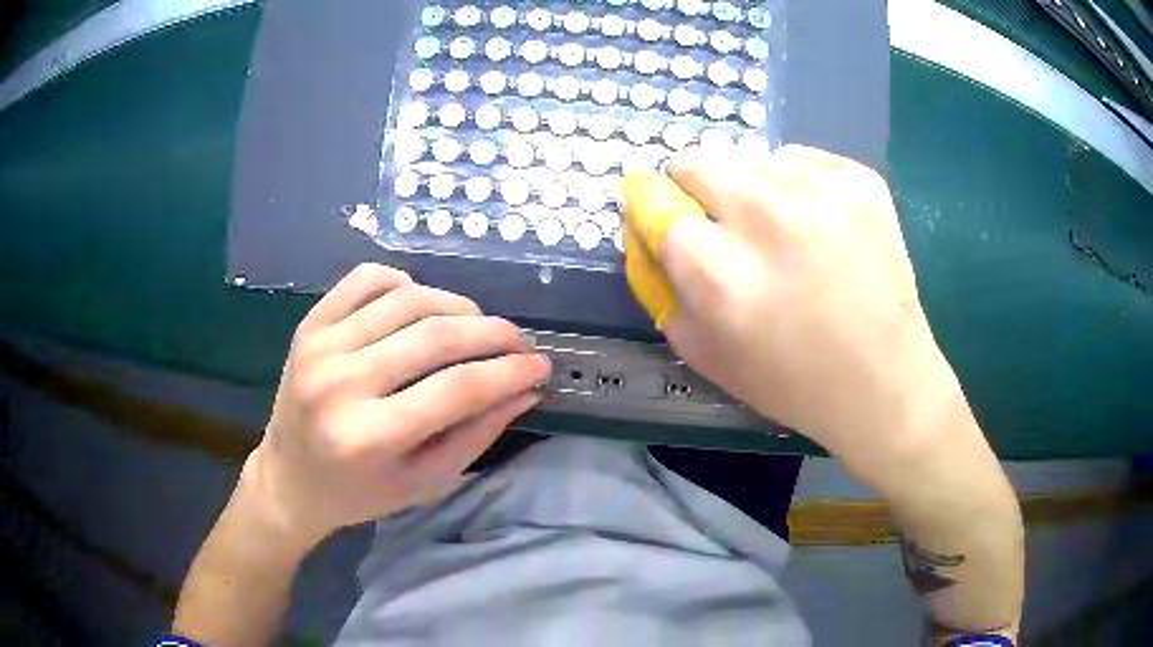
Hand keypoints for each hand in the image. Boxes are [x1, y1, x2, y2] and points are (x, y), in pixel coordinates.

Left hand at [245, 264, 550, 550]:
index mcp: (369, 437)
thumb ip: (476, 435)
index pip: (457, 389)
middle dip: (492, 333)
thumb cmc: (359, 493)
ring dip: (455, 305)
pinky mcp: (309, 325)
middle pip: (435, 336)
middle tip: (517, 342)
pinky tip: (420, 304)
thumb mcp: (424, 482)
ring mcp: (320, 346)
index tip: (540, 366)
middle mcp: (340, 384)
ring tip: (475, 325)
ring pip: (406, 299)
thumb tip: (525, 389)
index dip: (509, 373)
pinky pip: (365, 279)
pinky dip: (404, 282)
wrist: (289, 478)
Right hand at [655, 145, 959, 460]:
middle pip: (696, 161)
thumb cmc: (790, 381)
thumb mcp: (703, 352)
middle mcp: (765, 217)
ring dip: (748, 186)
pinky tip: (817, 225)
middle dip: (696, 189)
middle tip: (724, 224)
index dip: (654, 208)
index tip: (667, 217)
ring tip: (779, 229)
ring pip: (748, 155)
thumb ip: (660, 286)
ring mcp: (819, 189)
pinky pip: (798, 159)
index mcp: (719, 272)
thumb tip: (643, 228)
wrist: (883, 381)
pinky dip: (794, 184)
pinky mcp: (857, 178)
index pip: (654, 201)